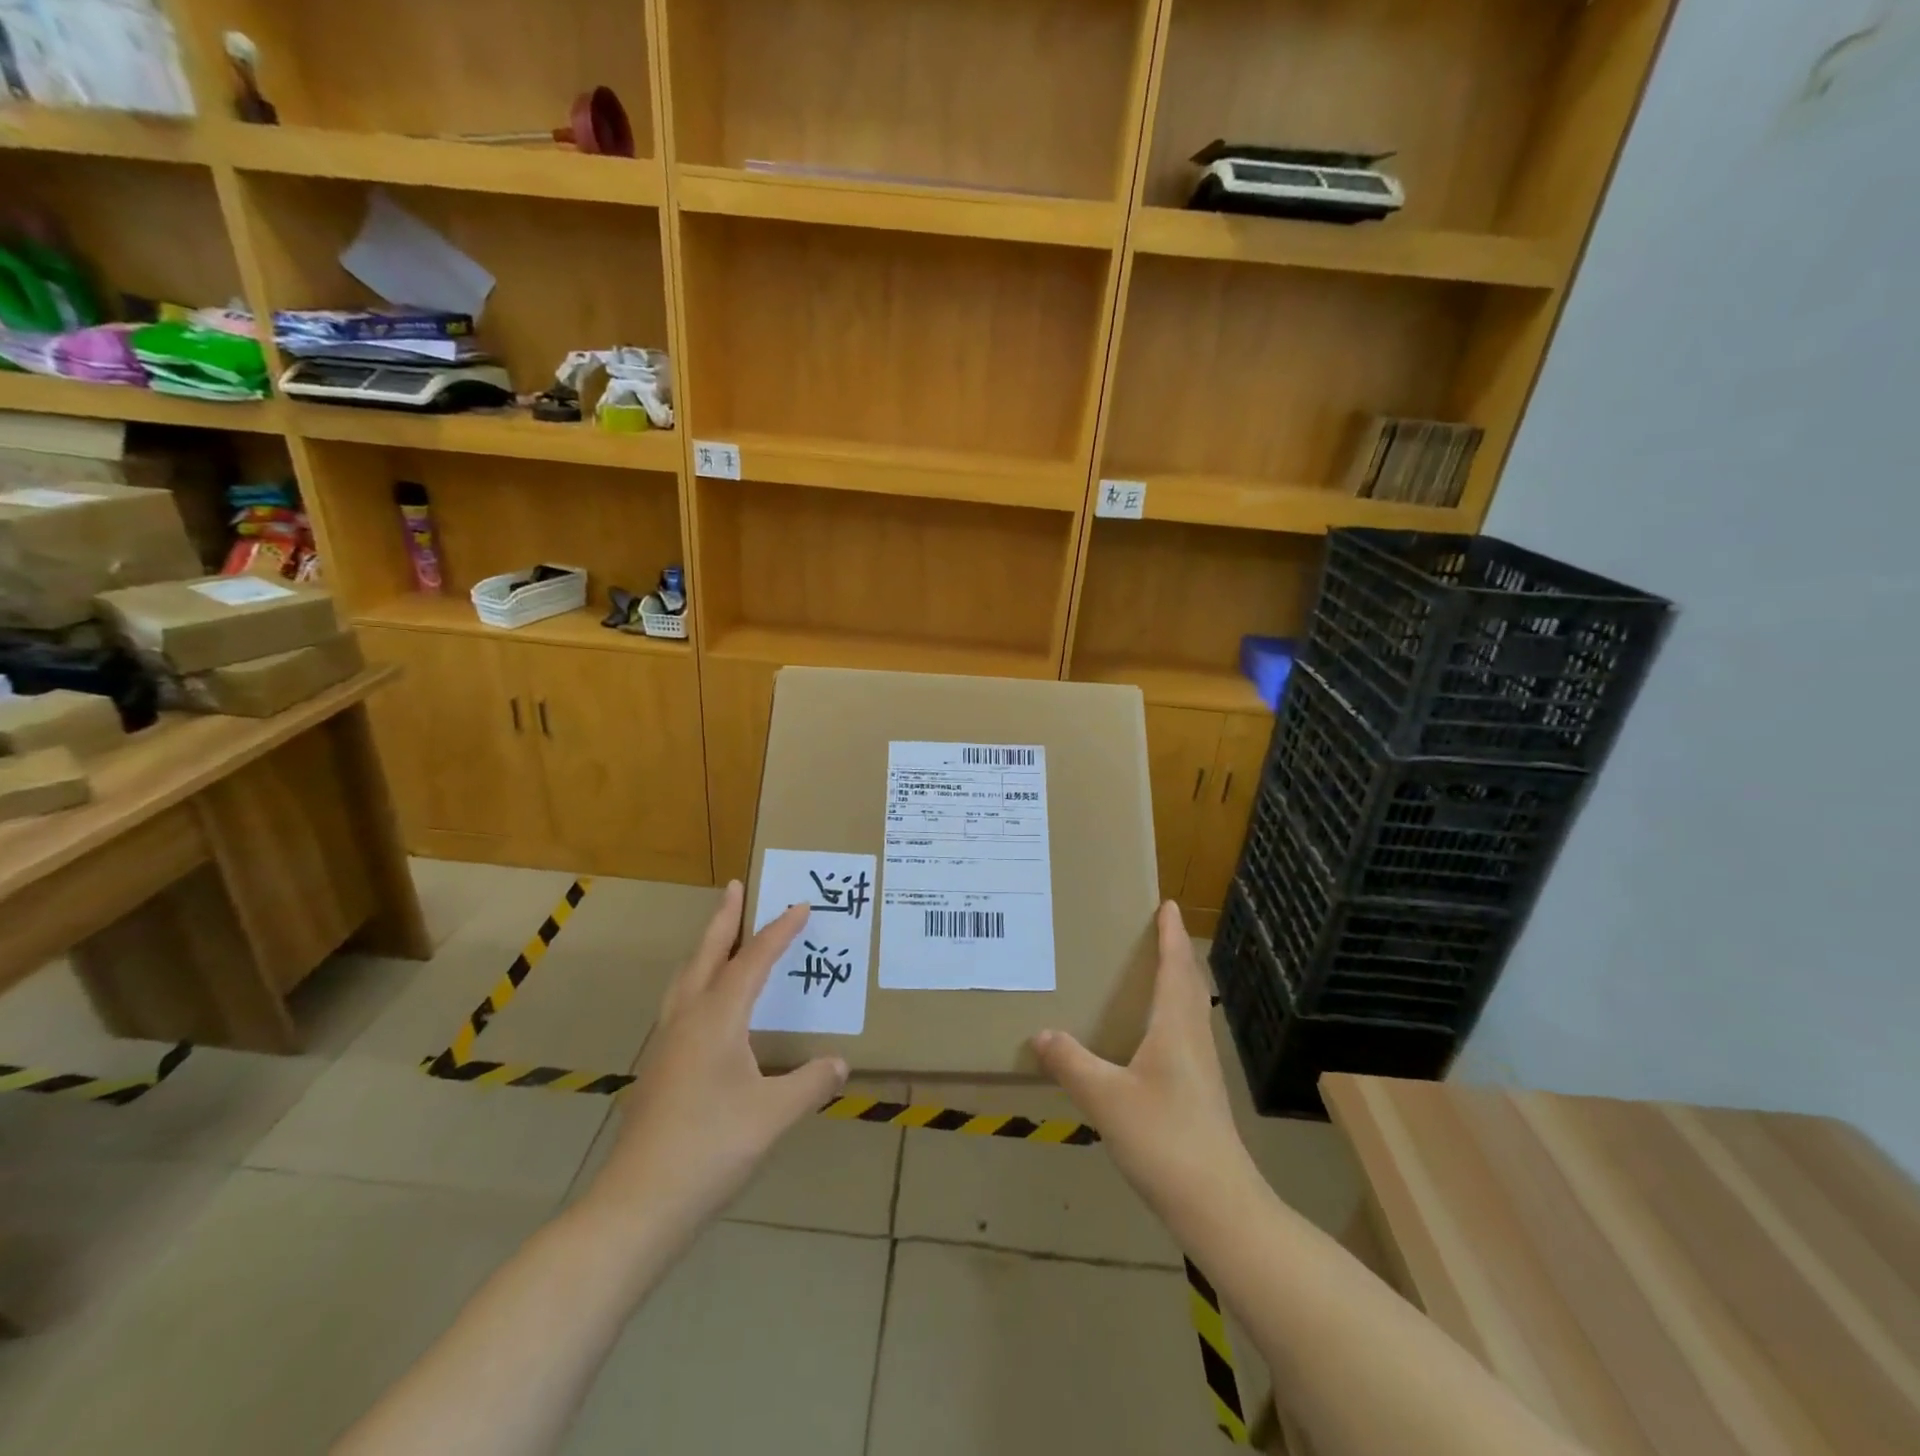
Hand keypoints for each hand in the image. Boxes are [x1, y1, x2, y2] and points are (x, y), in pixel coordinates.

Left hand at [582, 881, 849, 1239]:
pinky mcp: (658, 1068)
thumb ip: (810, 1084)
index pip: (752, 960)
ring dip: (705, 948)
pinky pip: (680, 1004)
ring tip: (720, 936)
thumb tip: (839, 1063)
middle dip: (724, 919)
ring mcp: (666, 1044)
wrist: (638, 1204)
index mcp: (717, 1018)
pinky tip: (707, 1007)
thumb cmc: (710, 1148)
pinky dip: (697, 982)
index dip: (778, 932)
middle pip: (706, 954)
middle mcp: (686, 1019)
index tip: (799, 906)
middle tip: (735, 887)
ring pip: (685, 978)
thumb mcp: (773, 1114)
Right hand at [1031, 902, 1258, 1224]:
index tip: (1166, 904)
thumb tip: (1041, 1033)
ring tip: (1148, 973)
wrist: (1219, 1205)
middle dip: (1173, 953)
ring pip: (1189, 1010)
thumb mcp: (1106, 1099)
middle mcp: (1193, 1038)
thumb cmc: (1165, 1139)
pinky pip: (1183, 1034)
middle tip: (1152, 930)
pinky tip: (1148, 1036)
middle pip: (1188, 984)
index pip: (1176, 967)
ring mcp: (1201, 1068)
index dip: (1170, 934)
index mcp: (1175, 1027)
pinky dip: (1169, 1015)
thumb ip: (1071, 1064)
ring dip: (1174, 983)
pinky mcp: (1199, 1093)